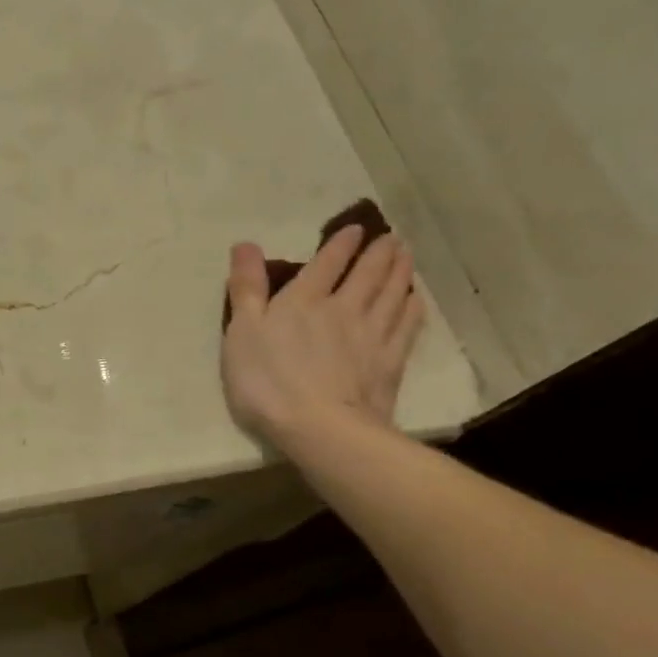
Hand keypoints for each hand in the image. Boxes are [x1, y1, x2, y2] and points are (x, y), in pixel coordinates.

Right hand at [221, 226, 424, 449]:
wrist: (321, 427)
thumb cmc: (268, 381)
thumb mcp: (242, 332)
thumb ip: (246, 288)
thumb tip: (246, 244)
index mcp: (304, 300)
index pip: (327, 262)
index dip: (341, 243)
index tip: (355, 229)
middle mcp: (343, 308)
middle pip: (367, 273)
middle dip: (379, 252)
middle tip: (391, 238)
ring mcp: (371, 334)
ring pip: (391, 293)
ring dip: (400, 271)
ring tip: (406, 256)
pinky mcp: (390, 361)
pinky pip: (407, 325)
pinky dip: (412, 307)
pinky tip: (415, 299)